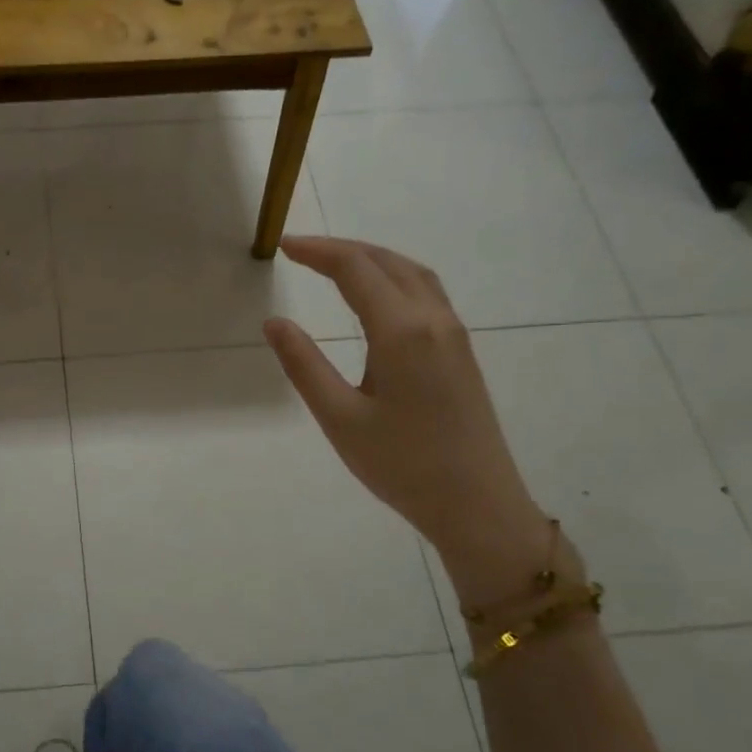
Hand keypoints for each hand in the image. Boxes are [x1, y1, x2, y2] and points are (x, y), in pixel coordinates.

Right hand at [263, 237, 544, 565]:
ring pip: (413, 274)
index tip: (282, 247)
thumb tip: (274, 323)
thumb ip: (304, 365)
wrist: (477, 504)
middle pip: (387, 262)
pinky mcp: (461, 352)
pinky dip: (394, 277)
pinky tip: (378, 295)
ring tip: (335, 263)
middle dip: (343, 249)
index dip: (317, 252)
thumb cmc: (402, 464)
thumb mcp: (339, 418)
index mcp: (401, 332)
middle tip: (301, 251)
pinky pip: (427, 293)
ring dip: (373, 258)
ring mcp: (454, 335)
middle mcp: (433, 320)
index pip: (355, 270)